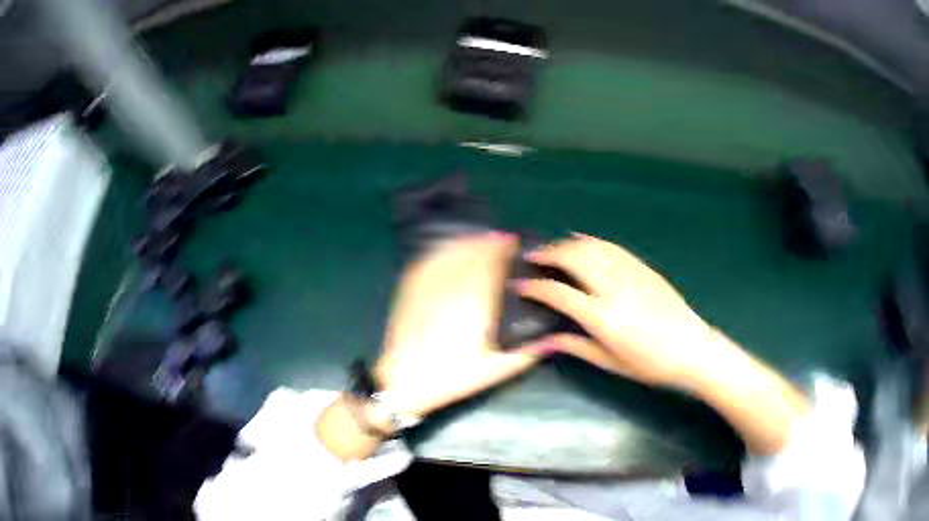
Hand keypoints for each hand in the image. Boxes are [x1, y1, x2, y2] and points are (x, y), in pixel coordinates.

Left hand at [372, 232, 541, 418]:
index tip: (513, 241)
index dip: (502, 250)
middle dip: (488, 243)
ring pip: (451, 256)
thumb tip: (553, 339)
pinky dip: (444, 253)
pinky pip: (429, 263)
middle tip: (502, 238)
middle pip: (472, 256)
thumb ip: (526, 354)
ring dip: (467, 243)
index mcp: (475, 306)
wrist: (404, 381)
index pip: (491, 267)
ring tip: (481, 238)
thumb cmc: (452, 377)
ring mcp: (429, 288)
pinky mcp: (411, 292)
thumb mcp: (493, 371)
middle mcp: (452, 290)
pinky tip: (451, 250)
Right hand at [515, 233, 725, 389]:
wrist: (691, 349)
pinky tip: (583, 242)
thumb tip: (545, 340)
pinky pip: (612, 248)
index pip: (558, 293)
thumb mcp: (610, 362)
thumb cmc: (650, 364)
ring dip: (567, 244)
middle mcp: (612, 288)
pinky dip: (592, 242)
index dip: (534, 286)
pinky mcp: (643, 268)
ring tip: (553, 248)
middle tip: (532, 257)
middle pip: (573, 259)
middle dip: (548, 254)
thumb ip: (576, 346)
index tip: (520, 283)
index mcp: (602, 316)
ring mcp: (630, 274)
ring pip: (592, 248)